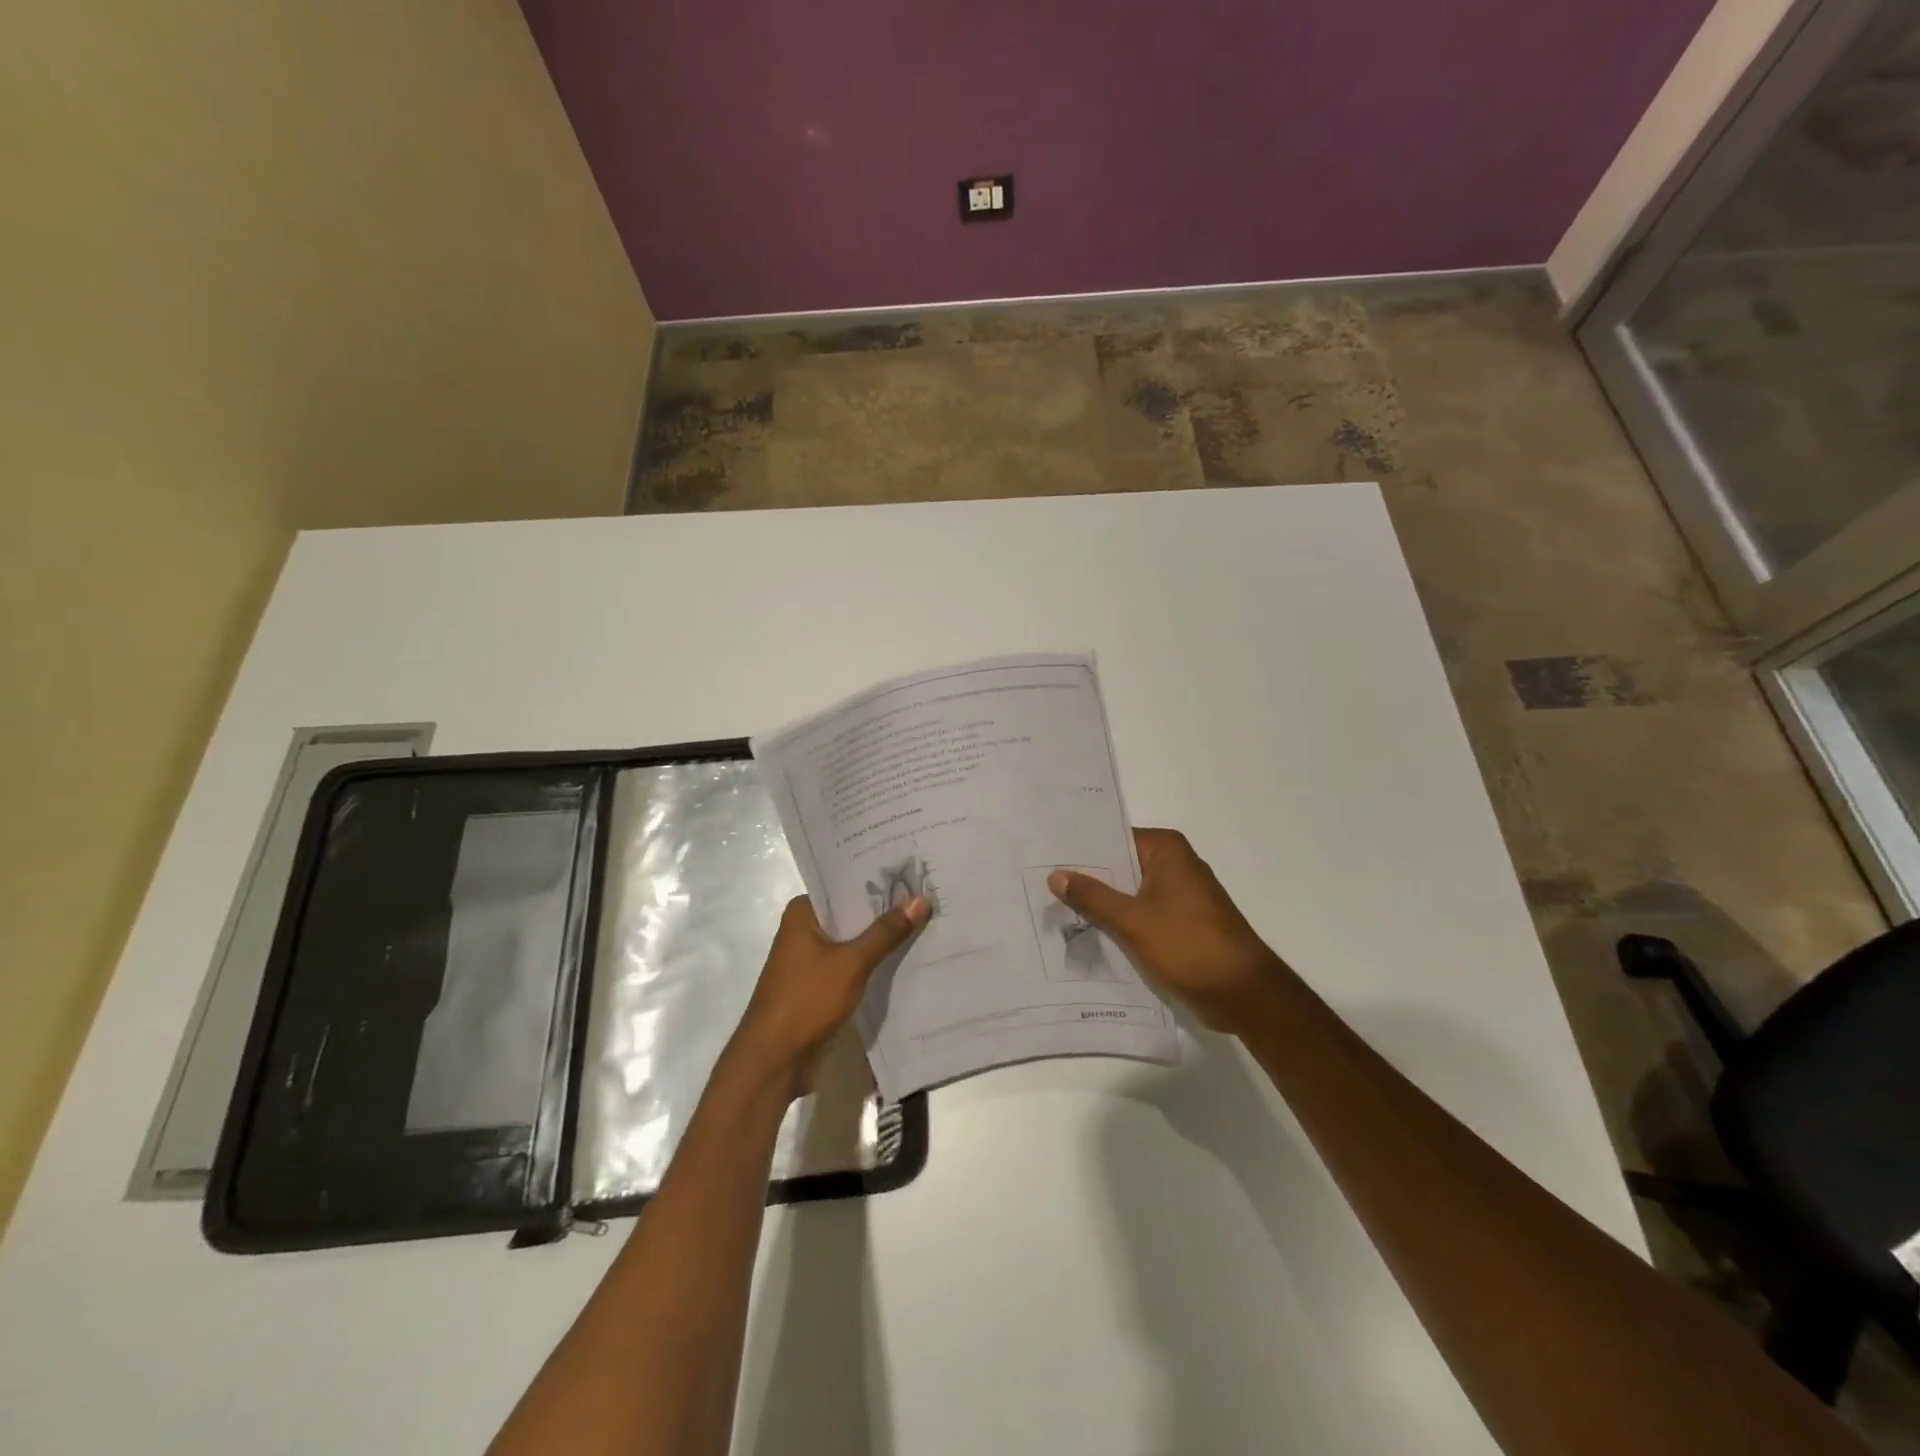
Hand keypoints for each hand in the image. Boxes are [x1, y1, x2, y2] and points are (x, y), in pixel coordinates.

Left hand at [728, 893, 928, 1097]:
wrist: (774, 1062)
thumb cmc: (806, 1001)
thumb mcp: (852, 963)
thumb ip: (886, 932)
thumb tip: (921, 900)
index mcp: (803, 913)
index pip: (846, 885)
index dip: (880, 879)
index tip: (916, 872)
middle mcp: (805, 930)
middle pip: (853, 913)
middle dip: (887, 910)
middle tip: (931, 896)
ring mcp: (811, 960)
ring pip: (855, 941)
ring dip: (883, 939)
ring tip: (928, 923)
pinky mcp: (820, 986)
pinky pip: (853, 965)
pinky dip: (875, 963)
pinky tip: (908, 958)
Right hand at [1050, 828, 1286, 1033]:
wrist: (1244, 993)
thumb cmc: (1188, 945)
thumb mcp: (1132, 920)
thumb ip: (1092, 896)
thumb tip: (1056, 874)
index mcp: (1167, 850)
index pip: (1113, 838)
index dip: (1080, 848)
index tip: (1044, 855)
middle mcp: (1175, 864)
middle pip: (1120, 865)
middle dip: (1086, 878)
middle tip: (1040, 883)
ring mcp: (1180, 895)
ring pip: (1129, 892)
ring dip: (1101, 903)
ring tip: (1054, 907)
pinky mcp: (1181, 923)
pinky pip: (1141, 914)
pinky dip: (1119, 922)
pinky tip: (1086, 933)